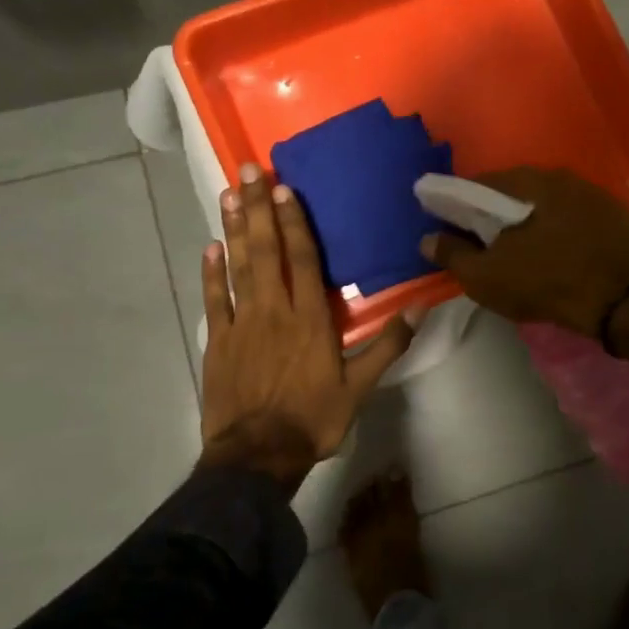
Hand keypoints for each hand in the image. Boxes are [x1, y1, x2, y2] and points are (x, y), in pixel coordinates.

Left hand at [201, 164, 417, 487]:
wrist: (256, 457)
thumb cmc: (313, 419)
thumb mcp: (359, 387)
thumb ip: (387, 346)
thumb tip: (419, 309)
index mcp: (310, 319)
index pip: (302, 259)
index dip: (294, 222)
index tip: (285, 189)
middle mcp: (274, 311)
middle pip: (266, 251)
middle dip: (259, 209)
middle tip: (248, 171)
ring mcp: (241, 324)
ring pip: (238, 266)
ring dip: (234, 228)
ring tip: (227, 194)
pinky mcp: (217, 342)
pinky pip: (214, 300)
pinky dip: (211, 272)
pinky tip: (210, 247)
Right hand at [420, 167, 628, 336]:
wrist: (618, 303)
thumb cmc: (545, 284)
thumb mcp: (487, 277)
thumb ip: (453, 254)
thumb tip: (429, 238)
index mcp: (529, 182)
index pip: (483, 183)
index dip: (463, 205)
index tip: (456, 226)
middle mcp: (563, 176)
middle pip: (519, 190)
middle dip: (499, 211)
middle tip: (488, 239)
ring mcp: (595, 194)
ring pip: (550, 201)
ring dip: (534, 217)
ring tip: (524, 246)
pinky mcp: (617, 215)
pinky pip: (577, 215)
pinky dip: (563, 227)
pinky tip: (560, 248)